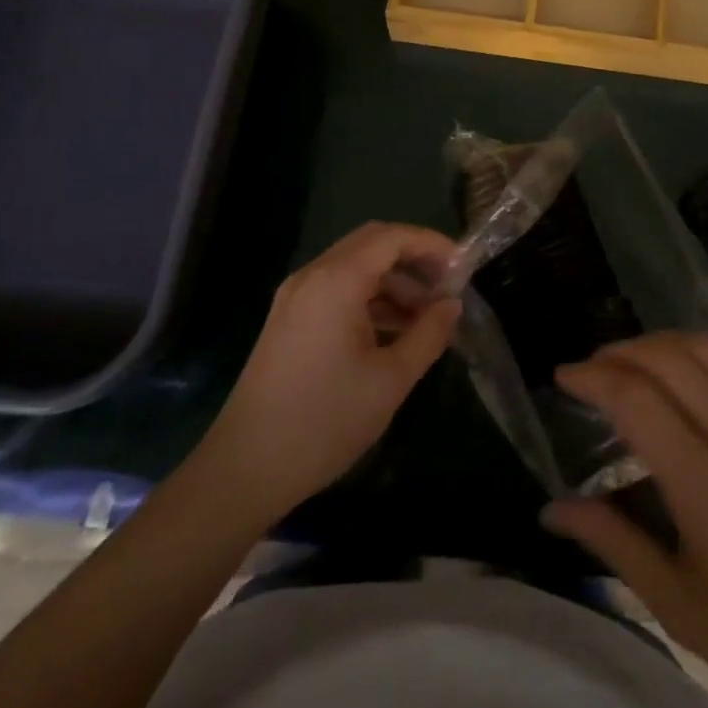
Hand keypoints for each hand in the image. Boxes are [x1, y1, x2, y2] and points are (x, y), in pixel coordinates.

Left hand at [196, 222, 460, 525]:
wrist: (244, 469)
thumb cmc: (324, 421)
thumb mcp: (390, 379)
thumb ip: (428, 334)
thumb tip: (452, 305)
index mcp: (336, 281)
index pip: (392, 237)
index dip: (431, 244)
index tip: (463, 267)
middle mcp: (312, 276)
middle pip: (372, 244)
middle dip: (413, 259)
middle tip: (447, 286)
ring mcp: (296, 297)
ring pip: (354, 268)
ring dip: (393, 282)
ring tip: (426, 318)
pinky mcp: (289, 320)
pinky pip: (337, 291)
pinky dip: (370, 299)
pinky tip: (393, 332)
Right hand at [544, 334, 707, 707]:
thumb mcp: (679, 605)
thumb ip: (613, 543)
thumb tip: (552, 510)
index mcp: (705, 483)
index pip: (634, 398)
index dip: (591, 376)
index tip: (563, 375)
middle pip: (667, 358)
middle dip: (619, 351)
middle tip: (592, 368)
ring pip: (707, 348)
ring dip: (661, 342)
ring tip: (633, 360)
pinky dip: (705, 351)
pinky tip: (690, 369)